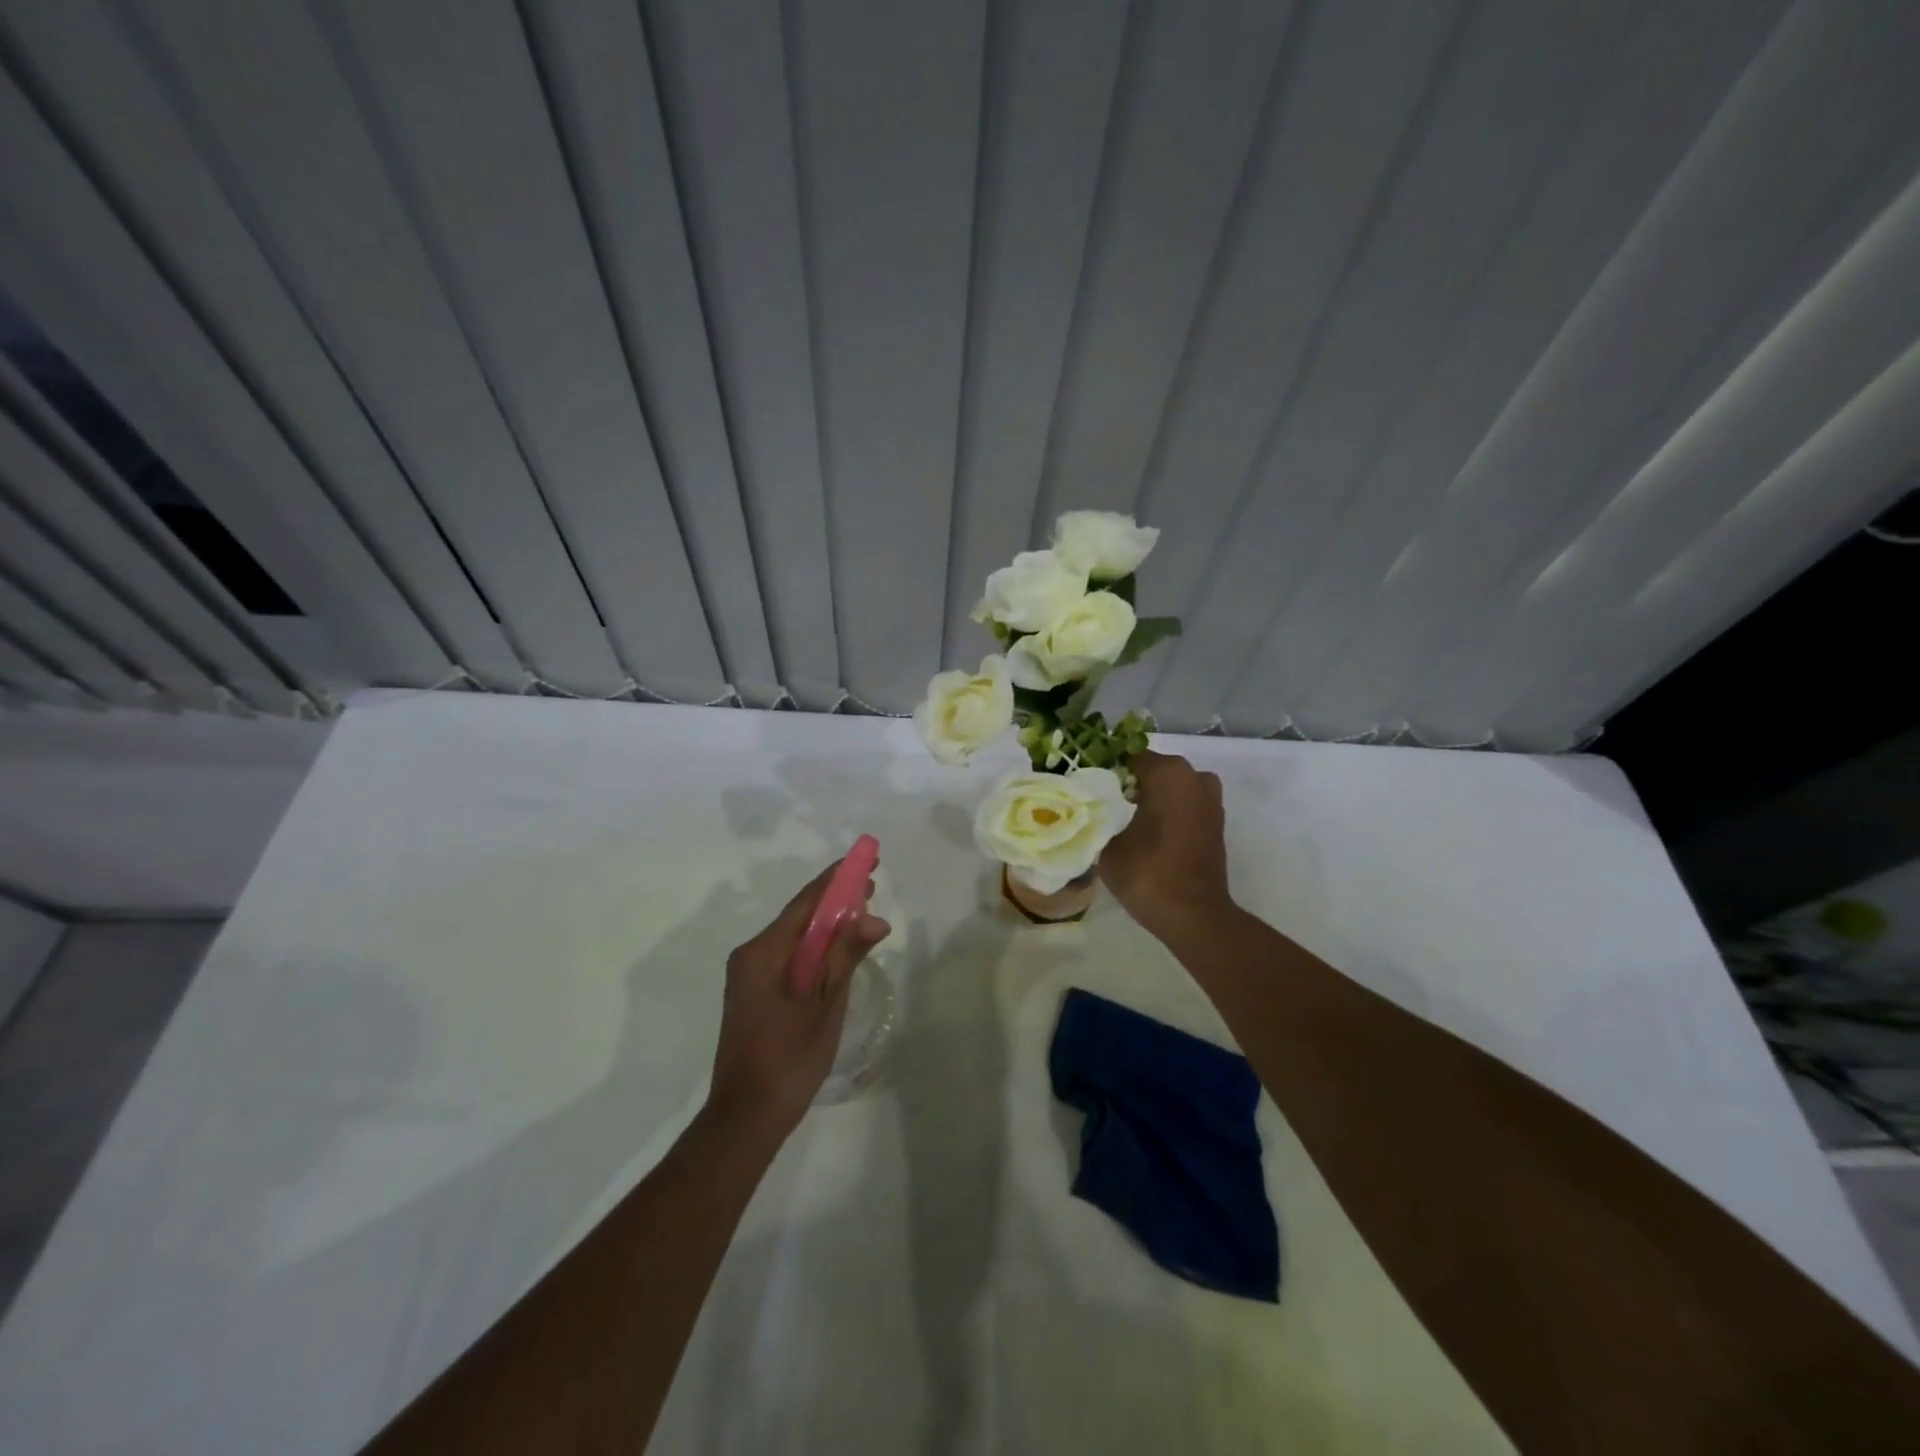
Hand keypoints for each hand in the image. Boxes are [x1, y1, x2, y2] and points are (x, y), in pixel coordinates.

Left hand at [706, 859, 891, 1139]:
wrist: (745, 1117)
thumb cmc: (787, 1060)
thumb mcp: (824, 1005)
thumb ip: (845, 957)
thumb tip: (873, 917)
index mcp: (763, 952)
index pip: (806, 902)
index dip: (838, 879)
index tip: (866, 860)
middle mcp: (752, 955)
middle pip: (799, 916)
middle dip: (835, 899)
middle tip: (873, 884)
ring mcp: (750, 975)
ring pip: (796, 937)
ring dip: (829, 924)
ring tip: (863, 912)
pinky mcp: (756, 993)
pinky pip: (790, 956)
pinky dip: (817, 947)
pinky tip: (839, 949)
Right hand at [1100, 751, 1234, 939]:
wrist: (1193, 915)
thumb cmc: (1148, 873)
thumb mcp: (1107, 844)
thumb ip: (1098, 816)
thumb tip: (1090, 808)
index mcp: (1167, 772)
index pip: (1127, 757)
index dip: (1105, 771)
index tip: (1089, 790)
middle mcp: (1193, 776)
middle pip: (1151, 770)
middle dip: (1128, 784)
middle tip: (1102, 807)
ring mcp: (1210, 798)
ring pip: (1169, 787)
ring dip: (1150, 798)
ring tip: (1124, 822)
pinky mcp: (1216, 821)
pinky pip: (1184, 804)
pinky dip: (1167, 812)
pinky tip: (1147, 833)